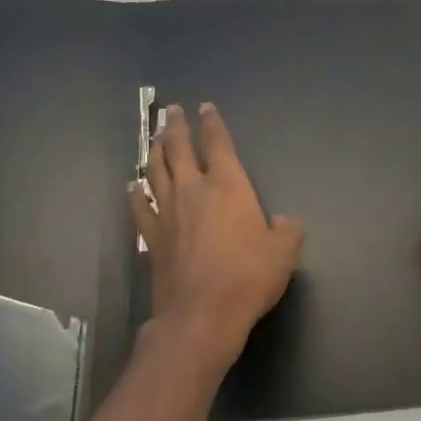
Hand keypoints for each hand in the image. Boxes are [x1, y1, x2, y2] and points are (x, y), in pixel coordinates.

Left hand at [129, 103, 304, 355]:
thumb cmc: (248, 277)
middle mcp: (193, 190)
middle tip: (171, 110)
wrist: (201, 314)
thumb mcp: (284, 251)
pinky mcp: (151, 237)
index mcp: (228, 186)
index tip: (206, 106)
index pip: (219, 145)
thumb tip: (284, 220)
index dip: (213, 124)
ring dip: (155, 150)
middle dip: (176, 127)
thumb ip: (287, 229)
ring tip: (155, 137)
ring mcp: (167, 213)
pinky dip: (136, 193)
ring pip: (156, 171)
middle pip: (180, 149)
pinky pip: (141, 207)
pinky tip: (133, 186)